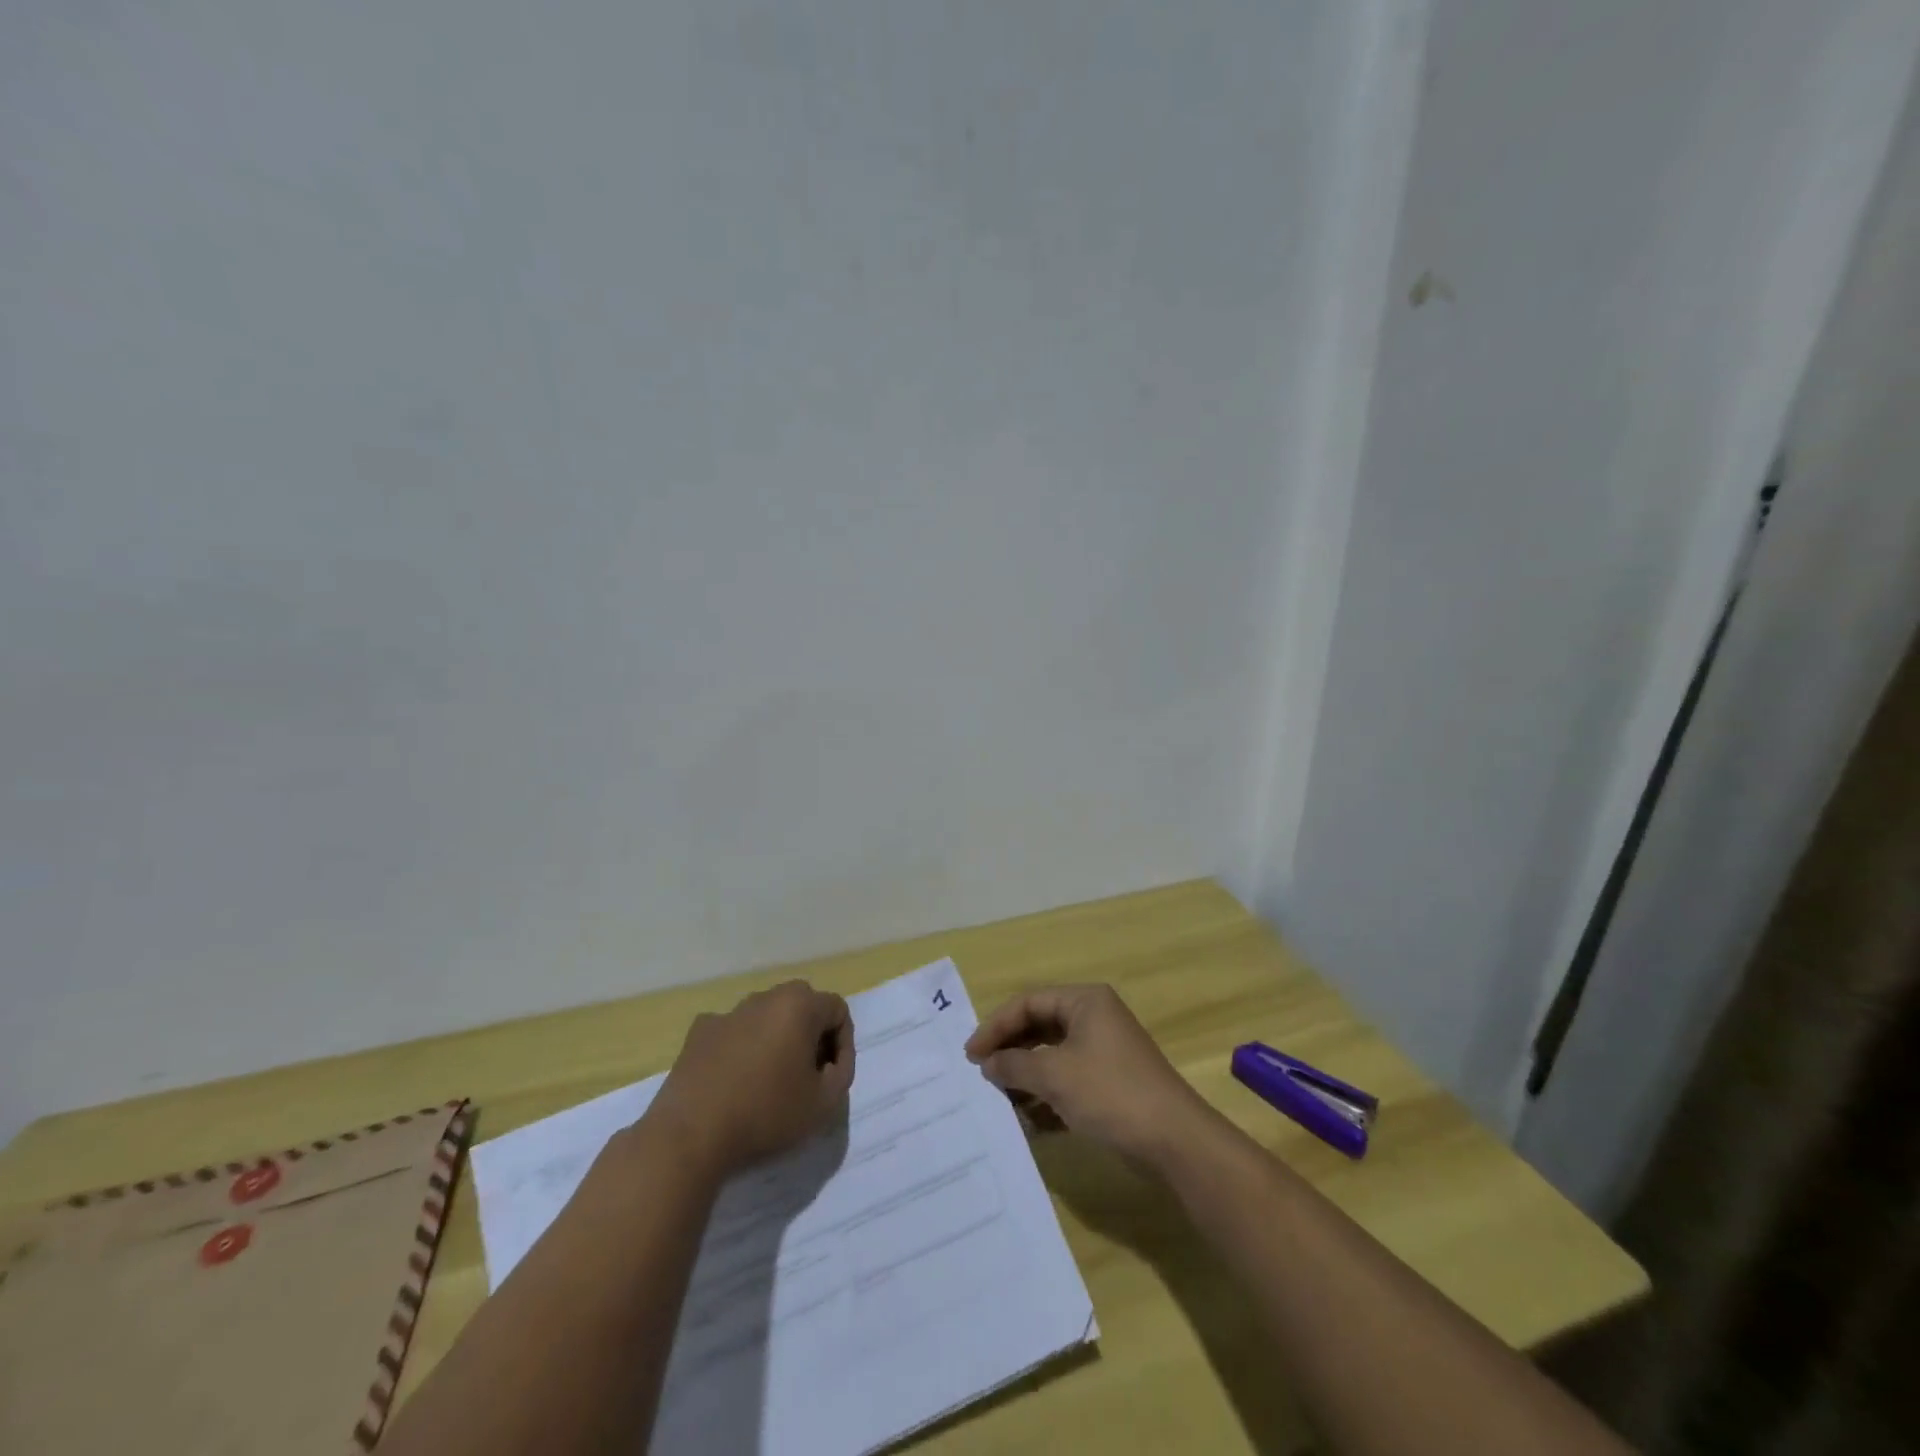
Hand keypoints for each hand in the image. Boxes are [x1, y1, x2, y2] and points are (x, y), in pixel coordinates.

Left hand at [644, 981, 854, 1179]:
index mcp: (799, 1006)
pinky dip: (741, 1047)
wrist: (691, 1135)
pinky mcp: (699, 1032)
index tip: (831, 1077)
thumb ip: (841, 1074)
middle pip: (802, 1004)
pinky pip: (733, 1031)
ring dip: (776, 1038)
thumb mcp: (824, 1103)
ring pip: (766, 1015)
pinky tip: (734, 1080)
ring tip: (770, 1080)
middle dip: (811, 1034)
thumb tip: (830, 1063)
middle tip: (807, 1074)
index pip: (837, 1010)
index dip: (843, 1044)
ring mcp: (729, 1012)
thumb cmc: (766, 1113)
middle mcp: (765, 998)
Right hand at [964, 984, 1216, 1167]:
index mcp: (1084, 1001)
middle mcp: (1094, 1019)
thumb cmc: (1110, 1093)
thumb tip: (988, 1064)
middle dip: (1010, 1053)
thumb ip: (1014, 1066)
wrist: (1174, 1141)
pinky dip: (1046, 1098)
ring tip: (1001, 1102)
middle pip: (1039, 1028)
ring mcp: (1103, 1052)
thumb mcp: (1054, 1076)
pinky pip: (1067, 1082)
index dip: (996, 1026)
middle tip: (982, 1076)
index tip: (970, 1055)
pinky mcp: (1109, 1084)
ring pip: (1051, 1058)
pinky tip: (1029, 1121)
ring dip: (1026, 1079)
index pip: (1028, 1003)